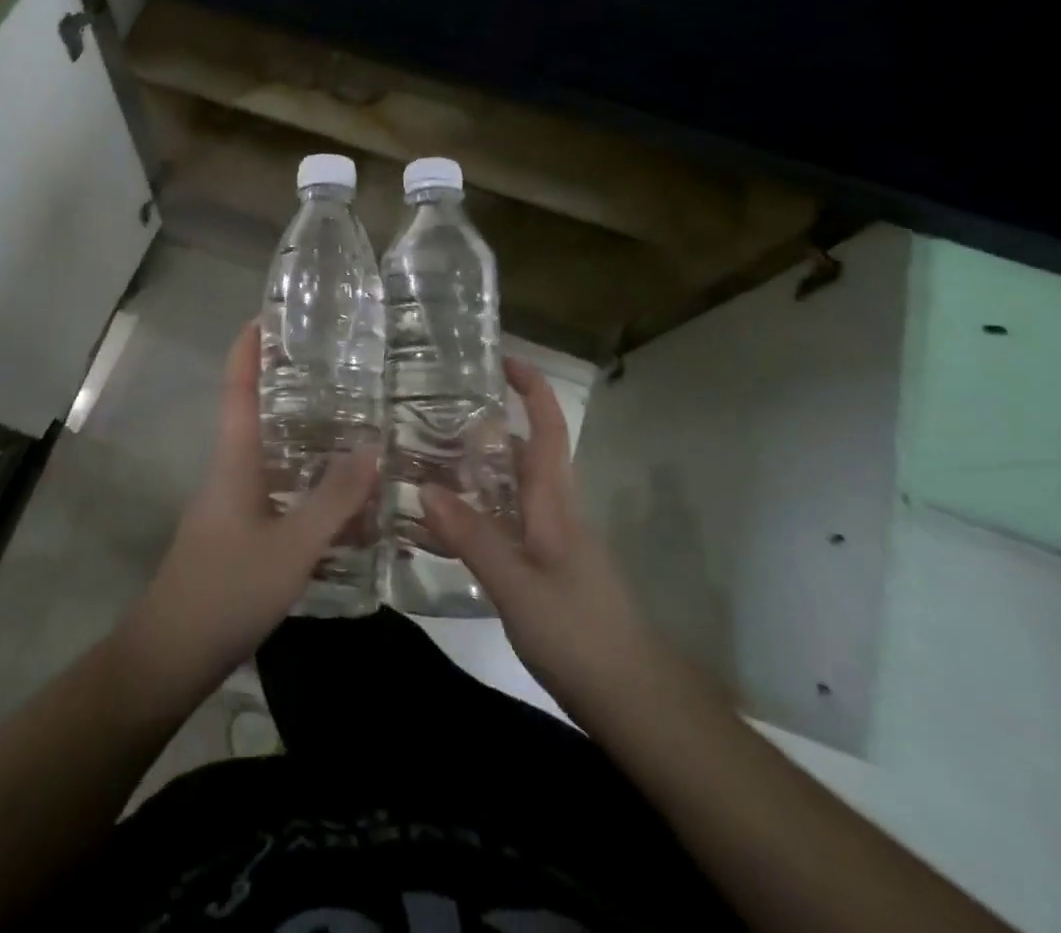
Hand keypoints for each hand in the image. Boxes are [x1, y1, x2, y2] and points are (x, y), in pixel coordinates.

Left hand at [117, 322, 380, 706]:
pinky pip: (278, 492)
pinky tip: (341, 501)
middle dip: (290, 389)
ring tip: (353, 428)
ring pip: (272, 457)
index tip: (266, 314)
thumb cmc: (227, 589)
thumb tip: (373, 446)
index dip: (248, 349)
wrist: (171, 654)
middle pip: (258, 415)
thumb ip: (333, 499)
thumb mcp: (291, 546)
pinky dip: (308, 485)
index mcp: (235, 459)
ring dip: (305, 440)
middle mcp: (231, 471)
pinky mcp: (239, 533)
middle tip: (339, 372)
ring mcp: (232, 504)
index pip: (238, 388)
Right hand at [421, 358, 648, 707]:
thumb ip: (473, 537)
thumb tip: (425, 487)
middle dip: (486, 428)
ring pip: (513, 490)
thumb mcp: (518, 586)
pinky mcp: (547, 569)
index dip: (531, 389)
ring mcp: (554, 542)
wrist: (634, 701)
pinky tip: (447, 527)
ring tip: (426, 464)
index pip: (548, 429)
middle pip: (524, 454)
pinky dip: (479, 511)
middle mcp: (556, 512)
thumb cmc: (580, 635)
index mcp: (555, 503)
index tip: (502, 358)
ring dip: (478, 470)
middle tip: (431, 418)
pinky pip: (509, 523)